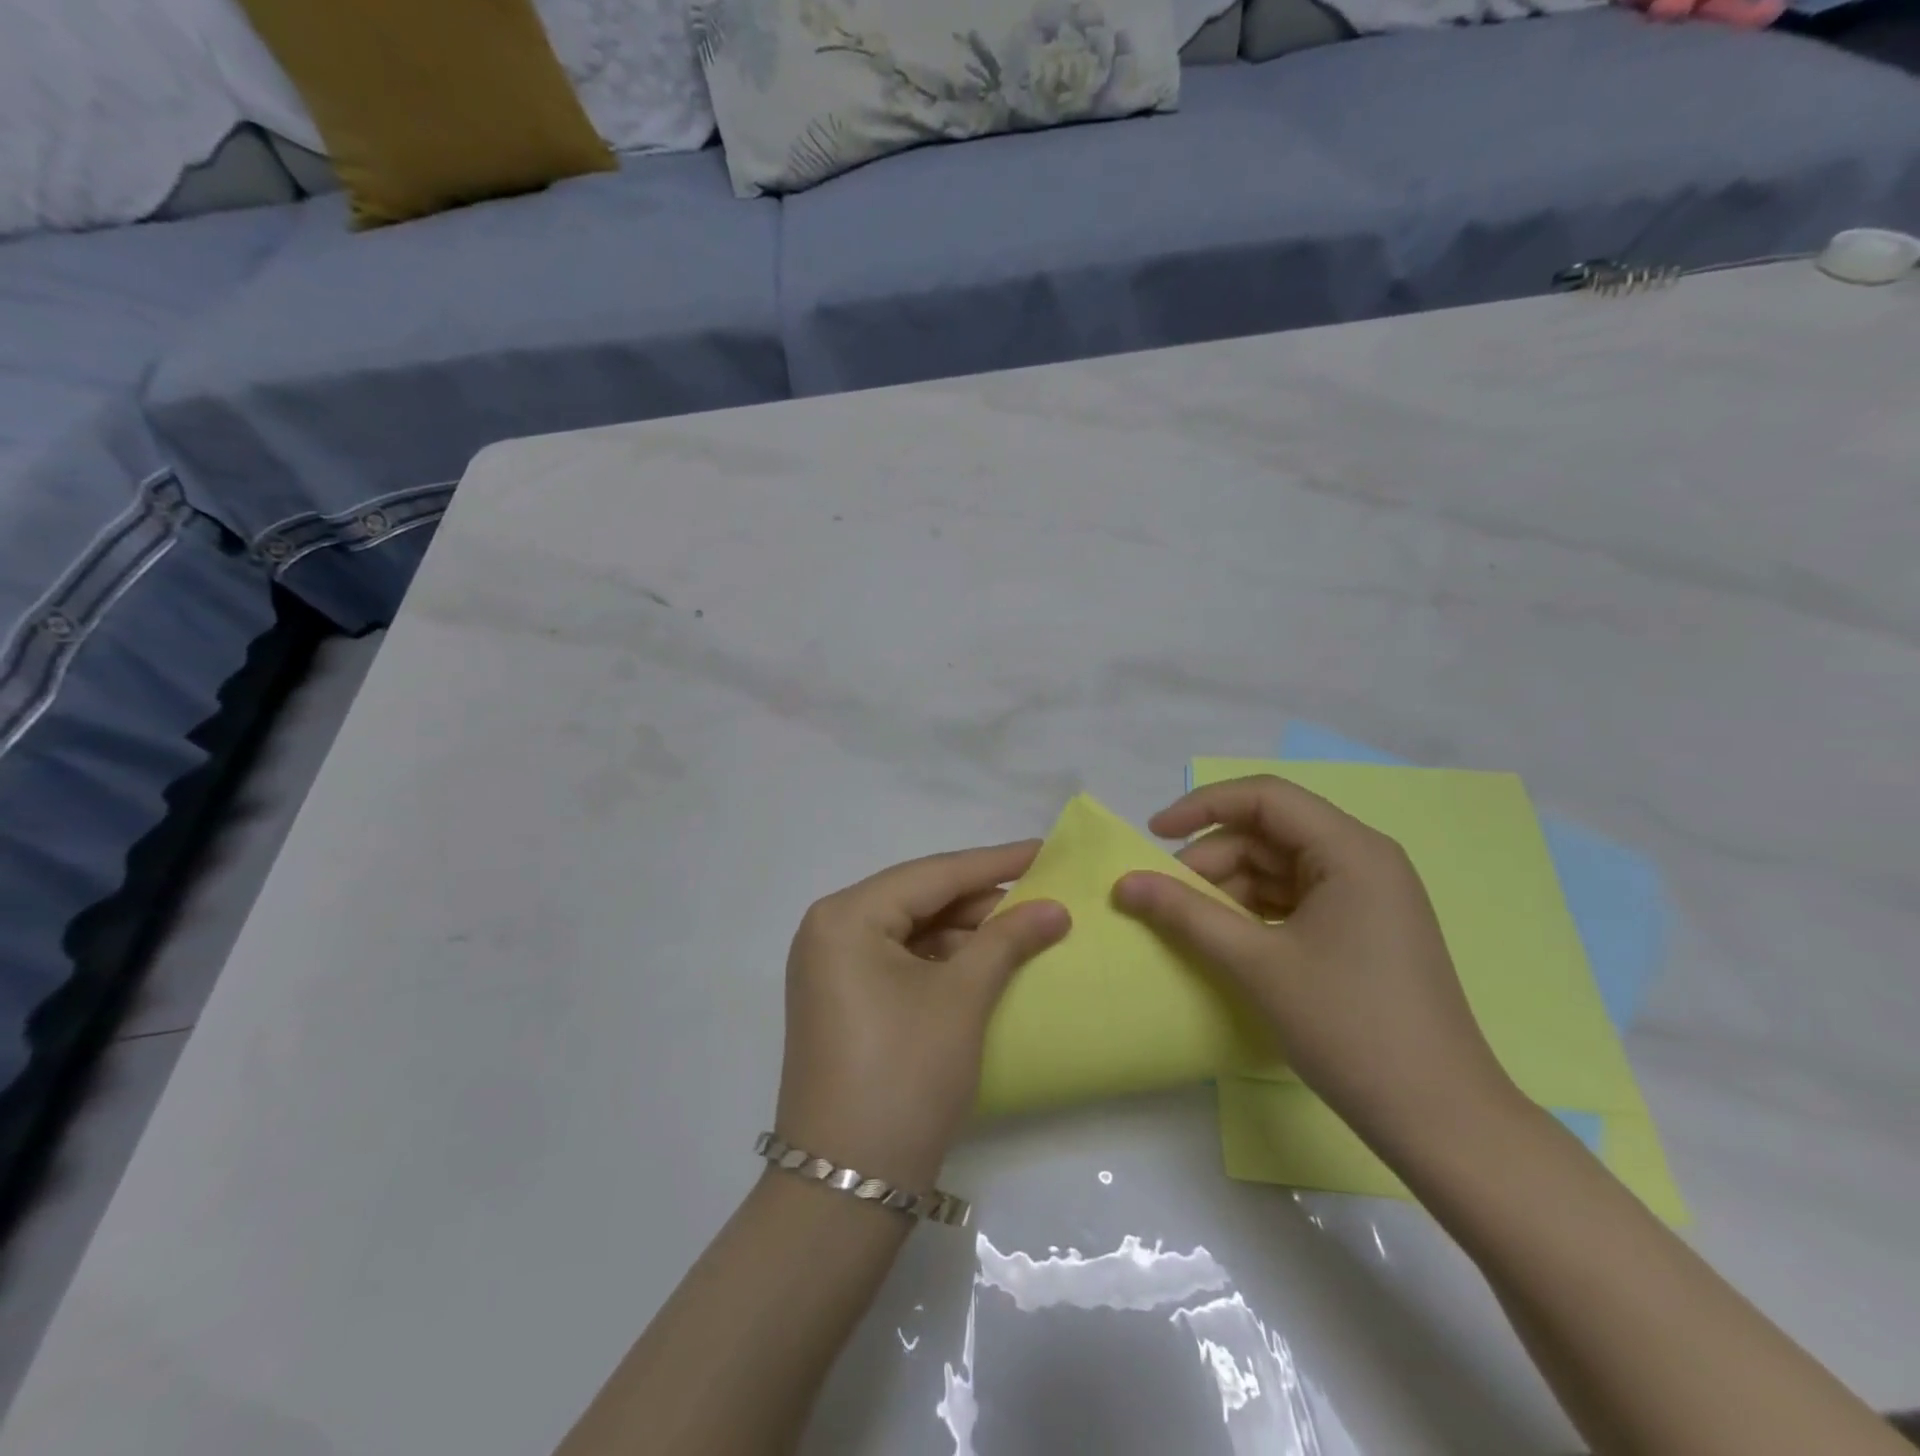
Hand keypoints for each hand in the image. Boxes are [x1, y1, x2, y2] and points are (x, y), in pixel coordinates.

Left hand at [776, 843, 1069, 1192]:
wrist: (847, 1188)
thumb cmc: (904, 1074)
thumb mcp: (961, 998)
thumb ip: (1007, 940)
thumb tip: (1054, 908)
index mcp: (846, 916)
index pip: (932, 874)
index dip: (994, 862)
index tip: (1044, 849)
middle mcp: (830, 932)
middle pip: (919, 899)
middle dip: (981, 900)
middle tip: (1042, 894)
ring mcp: (833, 970)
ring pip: (912, 931)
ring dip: (966, 931)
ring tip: (1024, 929)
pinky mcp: (844, 1002)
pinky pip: (901, 962)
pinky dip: (944, 961)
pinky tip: (986, 963)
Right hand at [1112, 775, 1519, 1156]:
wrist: (1441, 1120)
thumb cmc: (1349, 1027)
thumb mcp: (1256, 964)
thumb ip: (1185, 913)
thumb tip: (1123, 883)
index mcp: (1351, 850)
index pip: (1265, 797)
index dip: (1202, 806)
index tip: (1153, 834)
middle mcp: (1363, 860)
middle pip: (1270, 834)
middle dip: (1213, 859)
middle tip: (1167, 898)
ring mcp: (1367, 896)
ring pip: (1280, 868)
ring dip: (1231, 888)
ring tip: (1194, 925)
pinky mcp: (1364, 929)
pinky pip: (1296, 899)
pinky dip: (1256, 911)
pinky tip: (1230, 940)